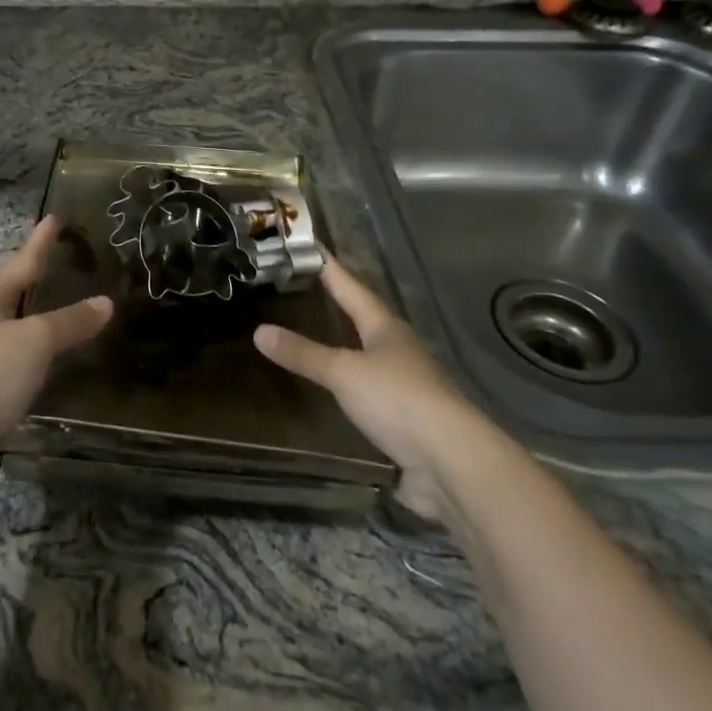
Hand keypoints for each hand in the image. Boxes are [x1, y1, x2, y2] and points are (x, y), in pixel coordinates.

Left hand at [0, 216, 111, 496]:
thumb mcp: (35, 340)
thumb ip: (70, 322)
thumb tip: (106, 301)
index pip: (21, 261)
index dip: (39, 241)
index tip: (53, 217)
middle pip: (10, 292)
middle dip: (33, 277)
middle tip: (59, 262)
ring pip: (13, 328)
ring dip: (36, 318)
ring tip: (64, 310)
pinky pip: (16, 363)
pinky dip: (36, 356)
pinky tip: (53, 364)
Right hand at [253, 256, 475, 518]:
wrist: (452, 463)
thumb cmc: (398, 399)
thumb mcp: (343, 372)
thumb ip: (303, 354)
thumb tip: (259, 331)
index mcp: (386, 328)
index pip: (352, 288)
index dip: (331, 269)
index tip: (312, 247)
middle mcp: (398, 350)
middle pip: (365, 320)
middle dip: (339, 305)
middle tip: (305, 289)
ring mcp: (405, 386)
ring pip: (368, 356)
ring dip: (345, 347)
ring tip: (313, 336)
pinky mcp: (405, 420)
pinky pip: (369, 392)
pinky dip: (348, 386)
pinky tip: (332, 391)